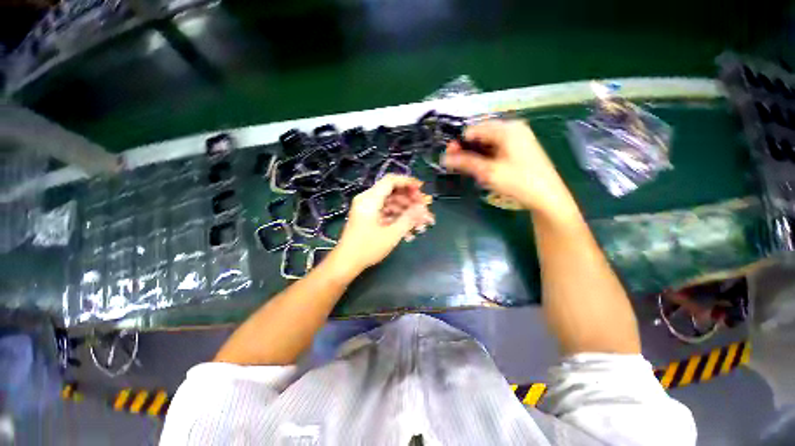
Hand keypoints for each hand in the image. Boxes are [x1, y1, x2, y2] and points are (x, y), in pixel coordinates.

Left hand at [332, 175, 434, 273]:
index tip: (422, 189)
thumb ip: (409, 218)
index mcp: (370, 199)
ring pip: (391, 203)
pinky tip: (410, 230)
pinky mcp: (368, 217)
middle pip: (392, 192)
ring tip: (421, 223)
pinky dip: (398, 218)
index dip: (407, 182)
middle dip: (410, 200)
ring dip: (407, 211)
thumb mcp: (391, 234)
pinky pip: (386, 212)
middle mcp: (367, 200)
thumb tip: (423, 208)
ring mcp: (367, 209)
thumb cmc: (367, 248)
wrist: (346, 263)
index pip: (390, 181)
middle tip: (424, 210)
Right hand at [442, 120, 575, 215]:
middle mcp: (513, 128)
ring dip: (476, 155)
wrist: (547, 197)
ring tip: (471, 169)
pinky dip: (486, 157)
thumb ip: (465, 162)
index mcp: (506, 128)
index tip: (449, 158)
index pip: (474, 129)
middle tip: (458, 165)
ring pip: (488, 143)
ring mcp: (518, 138)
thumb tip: (444, 158)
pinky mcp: (520, 149)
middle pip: (481, 135)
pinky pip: (497, 148)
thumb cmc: (518, 182)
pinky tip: (484, 169)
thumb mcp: (488, 172)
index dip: (459, 143)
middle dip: (467, 149)